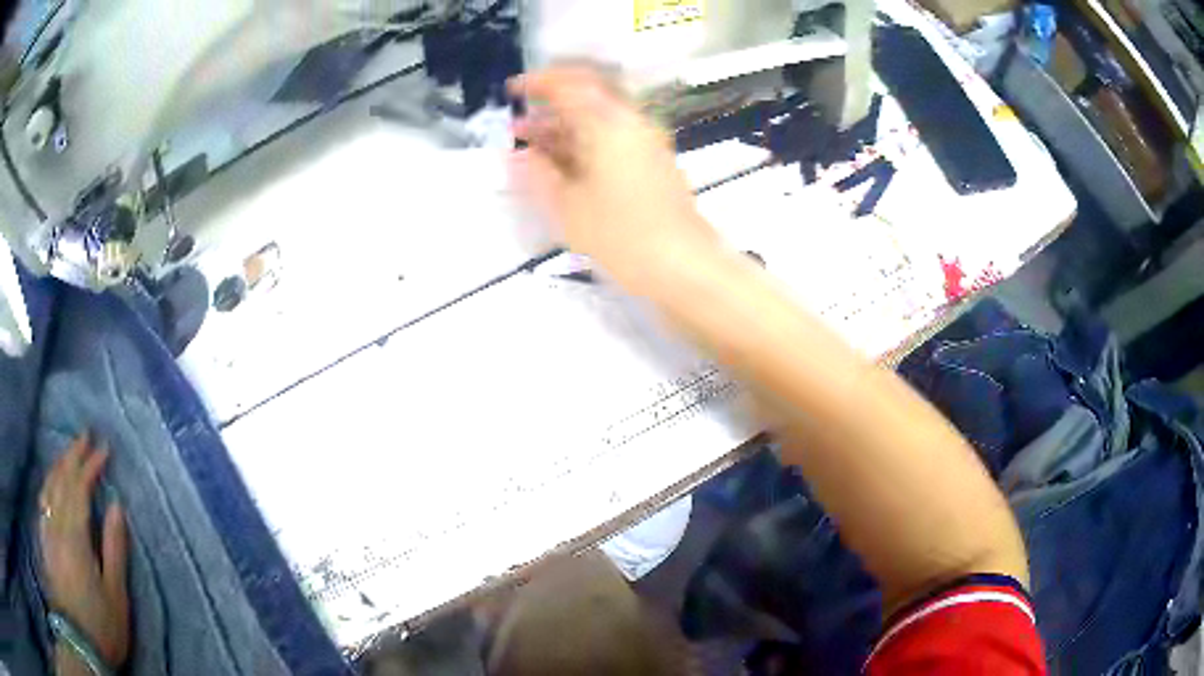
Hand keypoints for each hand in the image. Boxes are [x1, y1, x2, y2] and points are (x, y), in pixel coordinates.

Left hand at [39, 434, 130, 668]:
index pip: (80, 488)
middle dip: (72, 455)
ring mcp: (47, 531)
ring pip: (49, 486)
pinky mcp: (45, 540)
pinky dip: (49, 483)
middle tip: (85, 435)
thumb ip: (114, 550)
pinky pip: (43, 500)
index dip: (90, 465)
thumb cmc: (101, 625)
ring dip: (59, 465)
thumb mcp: (116, 597)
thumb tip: (116, 506)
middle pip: (61, 480)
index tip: (104, 449)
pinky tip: (51, 483)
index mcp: (75, 536)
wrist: (82, 643)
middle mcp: (57, 524)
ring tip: (68, 453)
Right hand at [510, 66, 720, 290]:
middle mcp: (631, 122)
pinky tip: (565, 165)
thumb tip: (519, 153)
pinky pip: (613, 138)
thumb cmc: (620, 234)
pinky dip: (585, 143)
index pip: (569, 84)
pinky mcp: (653, 162)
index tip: (512, 90)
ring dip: (566, 127)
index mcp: (607, 122)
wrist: (682, 264)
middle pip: (587, 97)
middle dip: (550, 106)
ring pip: (600, 119)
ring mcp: (646, 141)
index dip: (538, 82)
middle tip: (520, 123)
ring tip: (532, 148)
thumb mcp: (567, 205)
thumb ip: (538, 172)